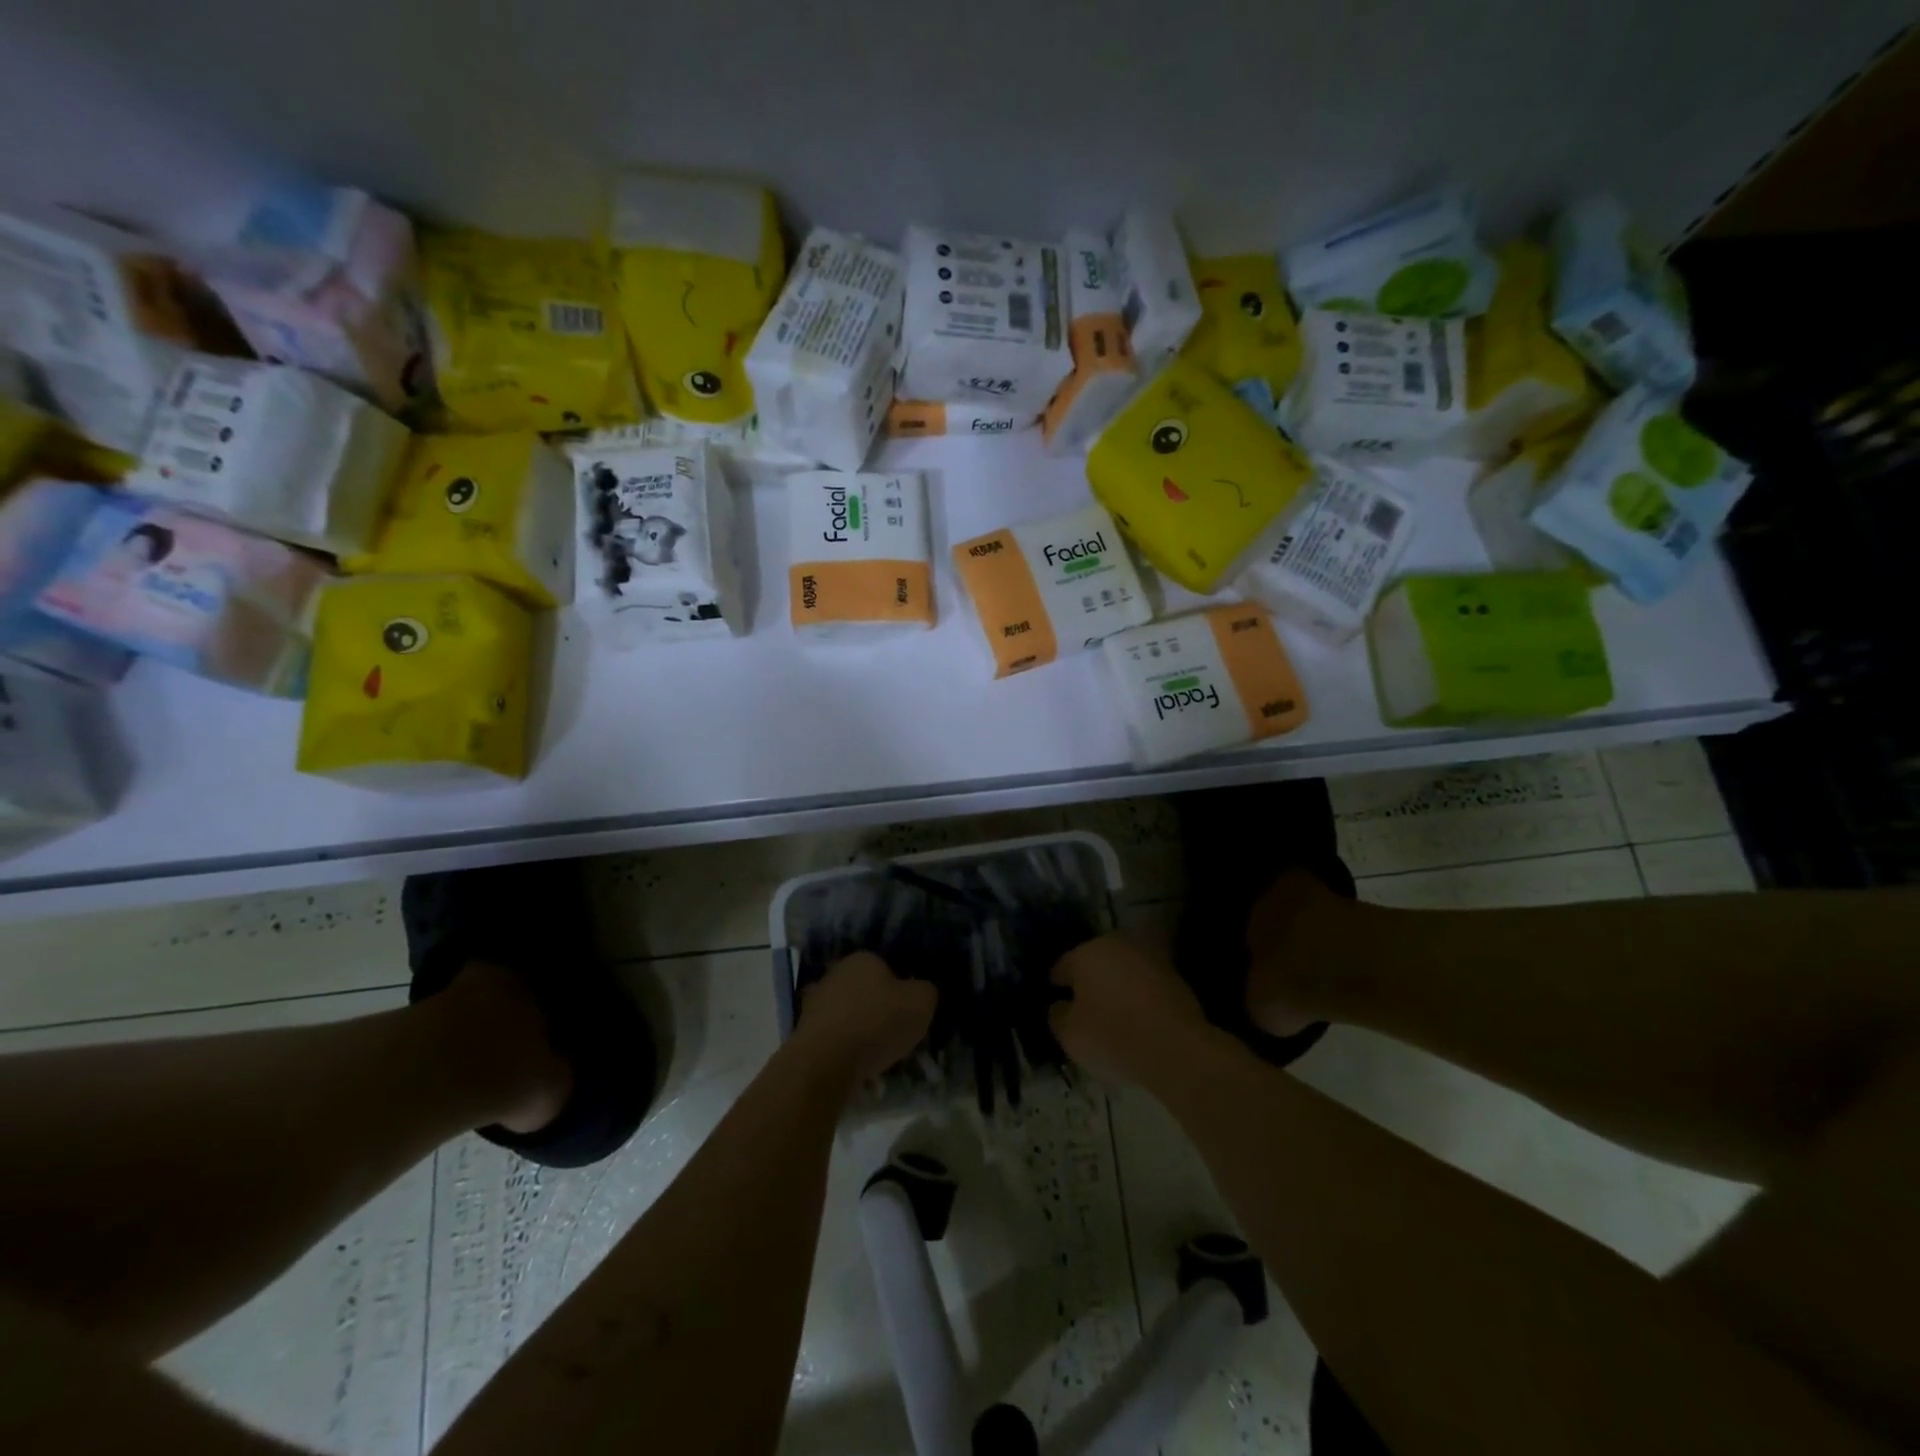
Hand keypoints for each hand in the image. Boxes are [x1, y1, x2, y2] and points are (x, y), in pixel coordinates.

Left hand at [796, 952, 937, 1083]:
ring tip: (877, 1057)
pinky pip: (834, 1037)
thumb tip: (922, 991)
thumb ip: (926, 991)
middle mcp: (835, 973)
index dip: (902, 990)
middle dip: (880, 1010)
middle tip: (895, 1034)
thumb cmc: (876, 1023)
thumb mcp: (921, 1003)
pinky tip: (857, 1066)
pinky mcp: (803, 1031)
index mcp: (862, 958)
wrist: (825, 1063)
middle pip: (866, 991)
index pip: (888, 968)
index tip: (909, 1013)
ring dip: (861, 1031)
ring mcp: (815, 1002)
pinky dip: (845, 1049)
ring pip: (849, 1014)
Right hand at [1049, 934, 1218, 1084]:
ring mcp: (1149, 958)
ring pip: (1122, 972)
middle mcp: (1117, 946)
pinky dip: (1138, 997)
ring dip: (1115, 987)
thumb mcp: (1069, 1034)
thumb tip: (1060, 1006)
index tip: (1056, 1003)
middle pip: (1094, 963)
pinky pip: (1145, 985)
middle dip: (1088, 982)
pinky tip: (1138, 1020)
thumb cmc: (1111, 1036)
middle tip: (1083, 1009)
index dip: (1057, 985)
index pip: (1063, 966)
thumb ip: (1057, 1015)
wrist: (1176, 1049)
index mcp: (1086, 952)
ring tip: (1112, 1016)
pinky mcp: (1174, 977)